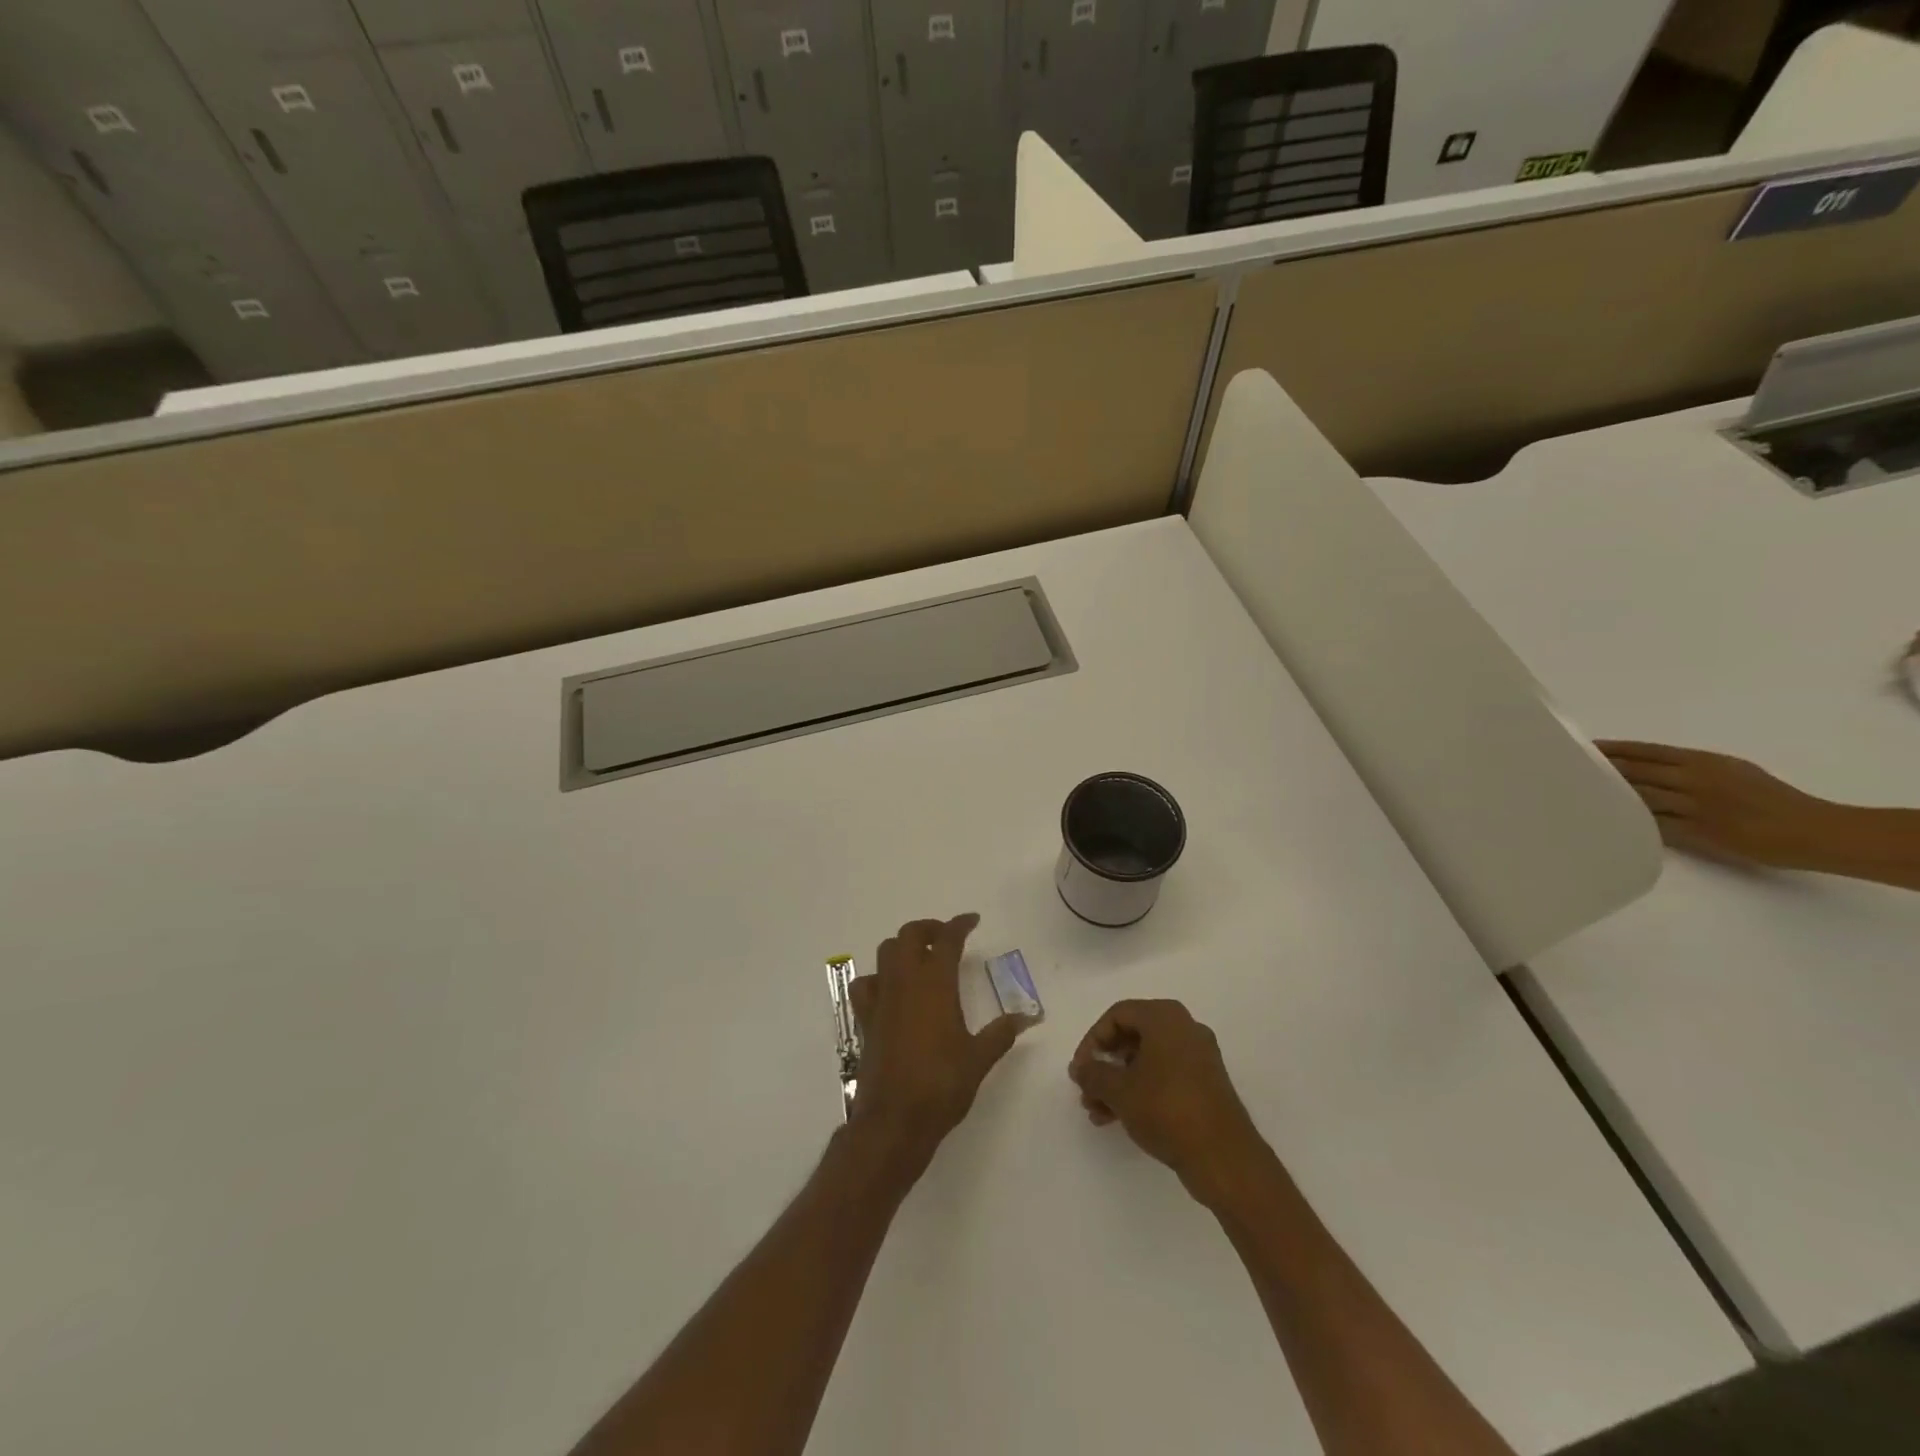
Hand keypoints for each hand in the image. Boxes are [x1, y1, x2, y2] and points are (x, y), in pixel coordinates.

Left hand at [847, 914, 1028, 1174]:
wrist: (894, 1120)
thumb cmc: (941, 1085)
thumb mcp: (979, 1058)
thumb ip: (1002, 1033)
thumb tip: (1029, 1016)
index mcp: (935, 984)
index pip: (947, 939)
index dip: (960, 924)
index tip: (972, 920)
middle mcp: (905, 982)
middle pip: (910, 935)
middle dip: (929, 928)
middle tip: (947, 937)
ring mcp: (881, 998)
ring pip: (886, 952)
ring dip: (903, 946)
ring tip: (920, 957)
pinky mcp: (866, 1019)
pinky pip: (865, 984)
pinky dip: (877, 977)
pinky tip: (889, 989)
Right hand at [1069, 999, 1265, 1207]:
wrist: (1224, 1157)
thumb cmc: (1166, 1109)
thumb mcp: (1119, 1090)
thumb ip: (1093, 1074)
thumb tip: (1081, 1068)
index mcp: (1165, 1017)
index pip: (1117, 1015)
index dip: (1092, 1040)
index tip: (1080, 1070)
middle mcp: (1185, 1028)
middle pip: (1132, 1036)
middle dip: (1105, 1065)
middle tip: (1087, 1091)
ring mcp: (1199, 1057)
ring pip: (1147, 1060)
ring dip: (1119, 1082)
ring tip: (1098, 1112)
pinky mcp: (1206, 1084)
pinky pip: (1164, 1076)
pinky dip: (1141, 1090)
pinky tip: (1120, 1118)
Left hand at [1599, 740, 1838, 868]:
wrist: (1812, 830)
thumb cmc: (1773, 798)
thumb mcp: (1732, 770)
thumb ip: (1691, 766)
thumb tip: (1650, 766)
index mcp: (1702, 761)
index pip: (1645, 751)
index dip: (1612, 750)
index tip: (1583, 748)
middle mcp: (1694, 779)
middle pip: (1634, 771)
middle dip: (1600, 770)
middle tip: (1565, 768)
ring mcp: (1694, 805)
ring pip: (1639, 796)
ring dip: (1608, 795)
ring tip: (1577, 793)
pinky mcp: (1697, 831)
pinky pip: (1654, 824)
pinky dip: (1630, 821)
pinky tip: (1606, 820)